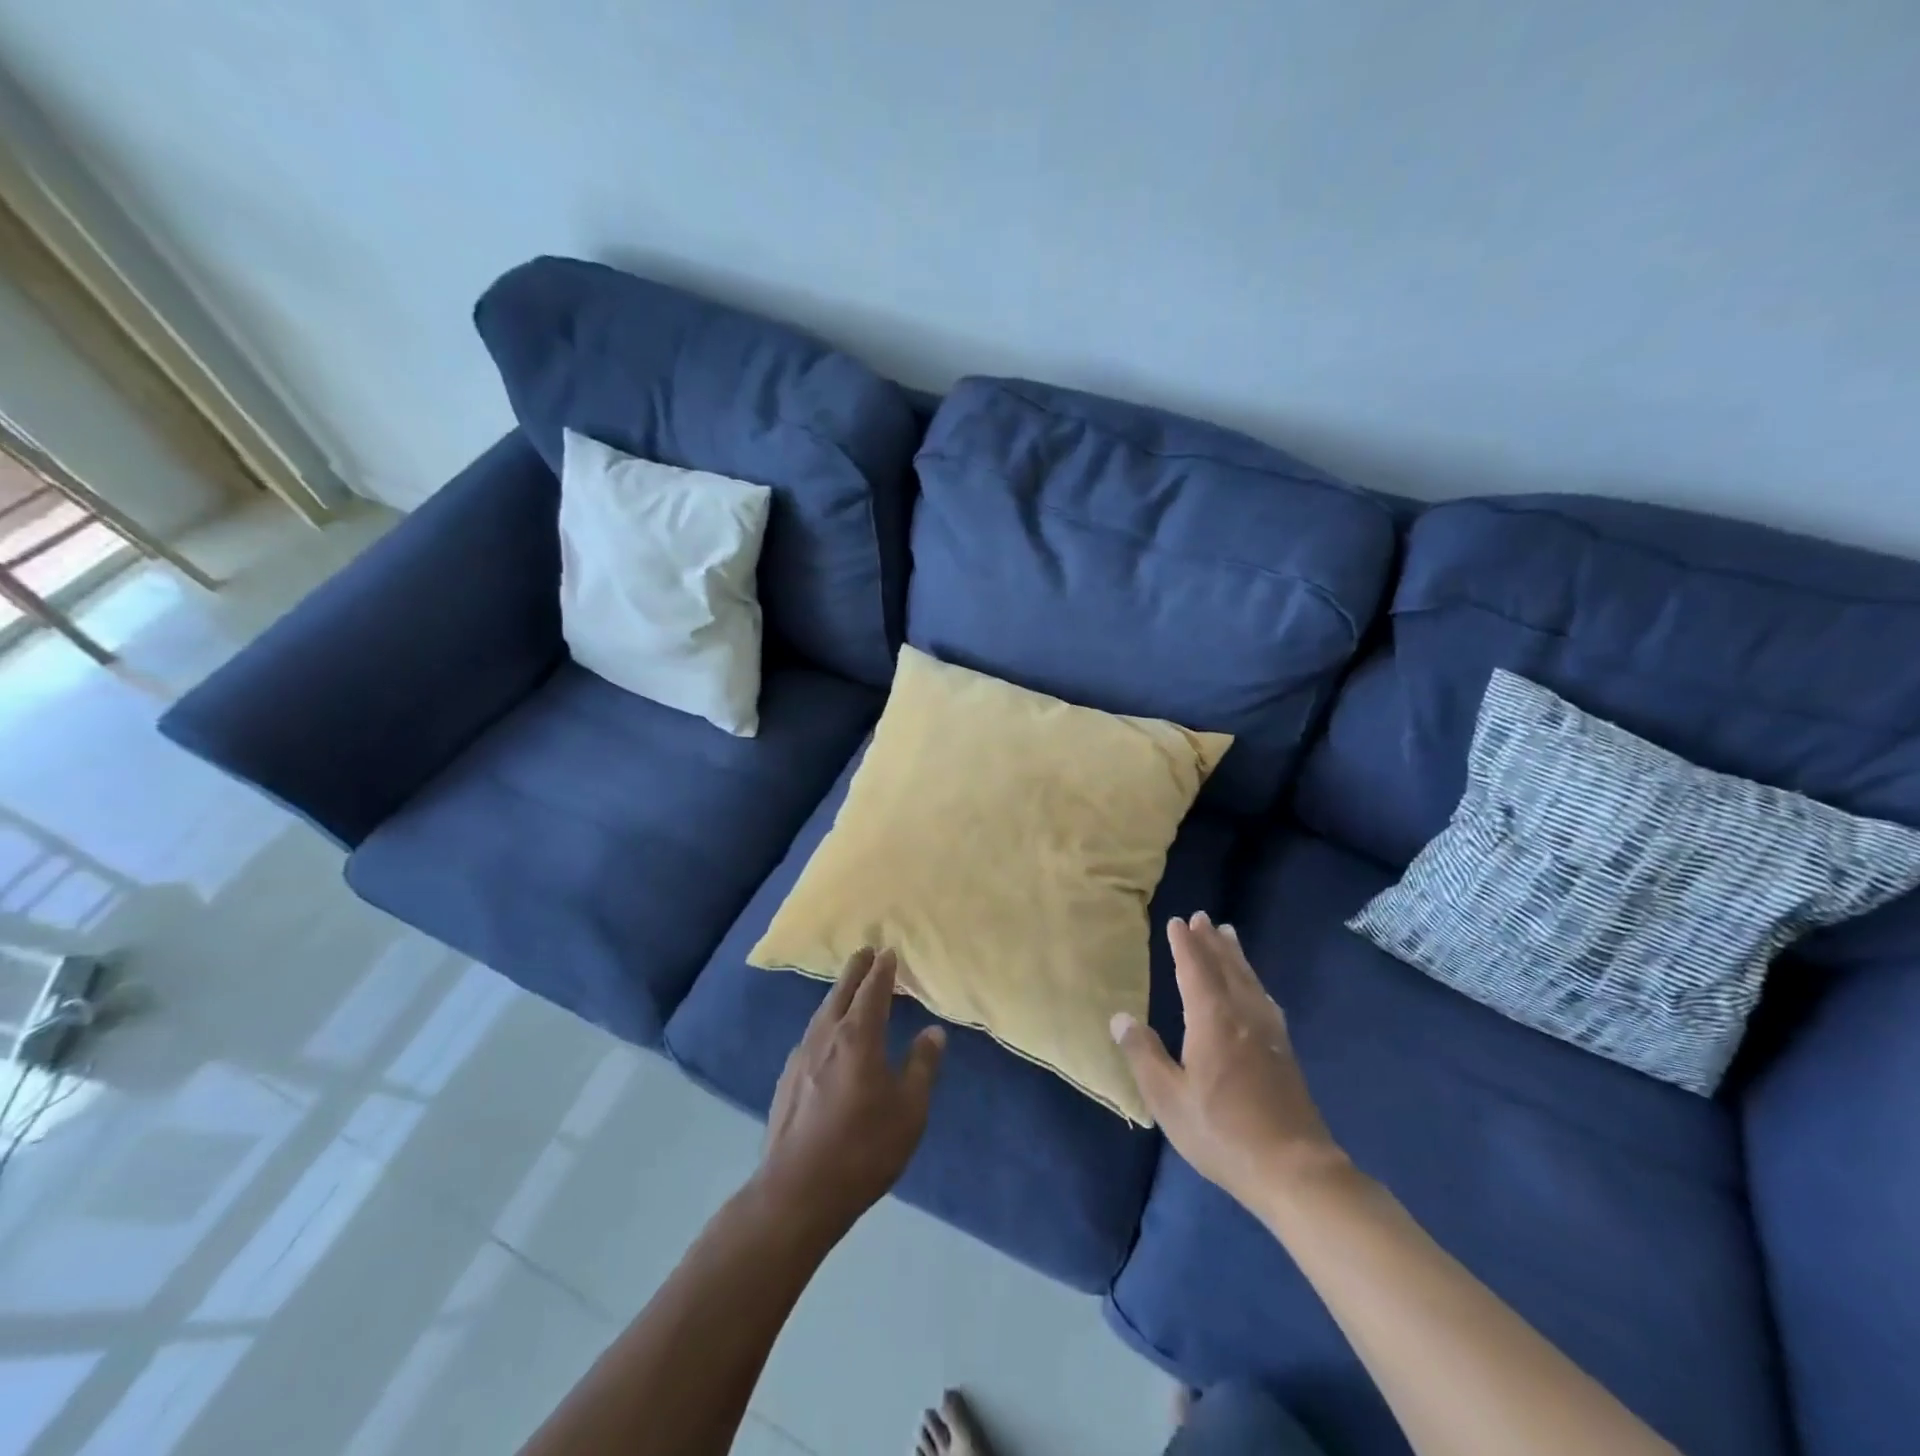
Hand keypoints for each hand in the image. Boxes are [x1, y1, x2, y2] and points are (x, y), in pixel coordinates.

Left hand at [755, 948, 945, 1239]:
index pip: (873, 989)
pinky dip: (824, 1022)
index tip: (888, 951)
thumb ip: (922, 1066)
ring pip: (822, 1012)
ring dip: (838, 994)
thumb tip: (933, 1031)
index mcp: (858, 1036)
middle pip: (841, 991)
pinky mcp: (786, 1080)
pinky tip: (827, 1038)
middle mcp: (826, 1036)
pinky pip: (811, 1035)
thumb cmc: (863, 1148)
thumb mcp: (909, 1110)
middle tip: (866, 951)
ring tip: (848, 988)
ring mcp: (801, 1056)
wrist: (796, 1192)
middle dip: (856, 970)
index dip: (883, 969)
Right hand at [1111, 913, 1346, 1214]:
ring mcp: (1268, 1033)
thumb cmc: (1222, 1132)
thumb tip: (1120, 1017)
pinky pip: (1264, 998)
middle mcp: (1243, 1015)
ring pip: (1249, 980)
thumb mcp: (1168, 1098)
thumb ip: (1143, 1054)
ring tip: (1228, 935)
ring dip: (1235, 956)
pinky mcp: (1284, 1051)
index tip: (1178, 922)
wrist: (1294, 1169)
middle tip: (1203, 917)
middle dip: (1211, 942)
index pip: (1195, 970)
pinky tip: (1256, 989)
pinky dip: (1253, 981)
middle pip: (1226, 967)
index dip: (1186, 945)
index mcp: (1212, 1020)